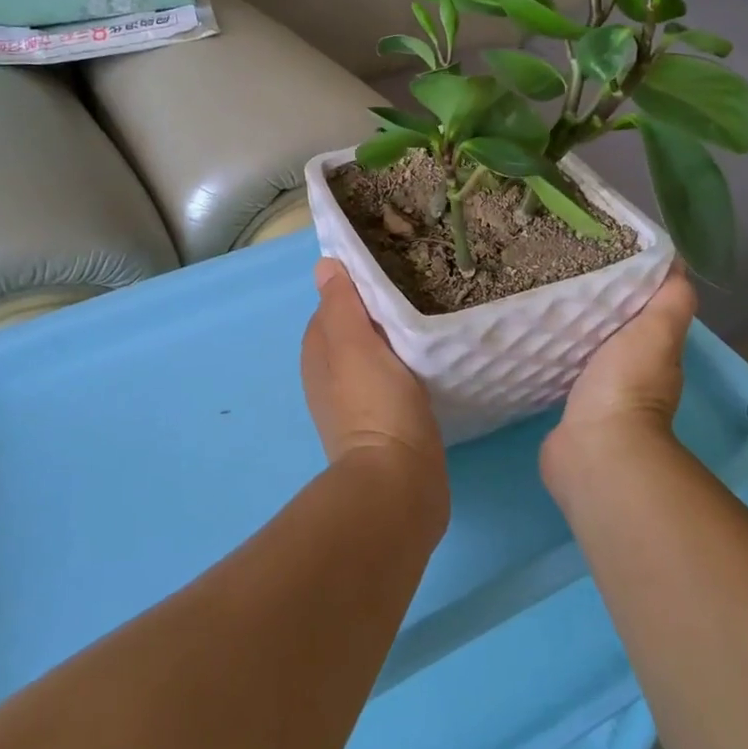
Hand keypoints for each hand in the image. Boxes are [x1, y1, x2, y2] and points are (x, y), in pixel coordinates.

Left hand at [301, 260, 445, 479]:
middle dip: (379, 311)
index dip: (360, 286)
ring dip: (395, 339)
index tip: (394, 271)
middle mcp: (329, 375)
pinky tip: (427, 362)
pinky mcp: (383, 423)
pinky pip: (391, 379)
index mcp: (319, 352)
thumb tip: (325, 265)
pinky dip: (404, 366)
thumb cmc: (376, 404)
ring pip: (374, 354)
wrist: (398, 484)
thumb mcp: (355, 344)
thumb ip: (340, 304)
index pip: (335, 303)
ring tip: (428, 321)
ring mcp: (354, 402)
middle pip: (355, 329)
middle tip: (419, 292)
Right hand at [542, 270, 697, 488]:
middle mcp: (630, 372)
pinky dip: (551, 353)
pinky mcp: (568, 406)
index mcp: (655, 352)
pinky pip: (560, 368)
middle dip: (593, 304)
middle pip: (612, 327)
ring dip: (570, 328)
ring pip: (585, 347)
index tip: (600, 253)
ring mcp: (598, 392)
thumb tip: (677, 261)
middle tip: (561, 269)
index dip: (627, 284)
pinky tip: (531, 336)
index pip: (643, 309)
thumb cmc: (628, 384)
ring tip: (541, 295)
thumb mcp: (657, 332)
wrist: (594, 449)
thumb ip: (671, 299)